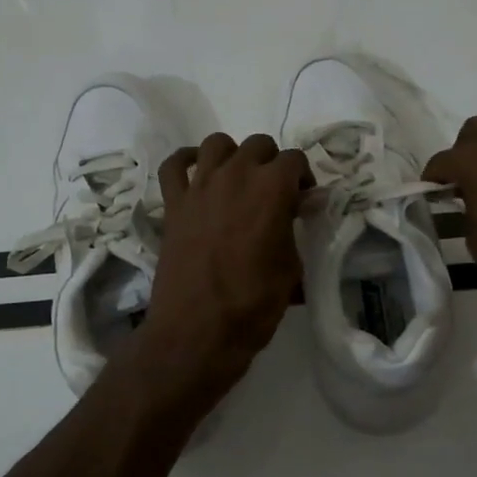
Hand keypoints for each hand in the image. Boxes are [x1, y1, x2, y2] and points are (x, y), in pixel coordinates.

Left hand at [132, 132, 311, 412]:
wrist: (198, 331)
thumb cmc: (253, 304)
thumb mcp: (291, 269)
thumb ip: (293, 233)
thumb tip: (294, 219)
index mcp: (272, 189)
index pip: (295, 160)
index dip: (303, 178)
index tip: (303, 201)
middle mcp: (235, 175)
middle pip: (258, 145)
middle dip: (271, 163)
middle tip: (274, 194)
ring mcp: (199, 186)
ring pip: (217, 144)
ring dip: (233, 156)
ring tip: (238, 181)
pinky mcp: (173, 203)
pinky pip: (174, 165)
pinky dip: (186, 162)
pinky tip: (197, 173)